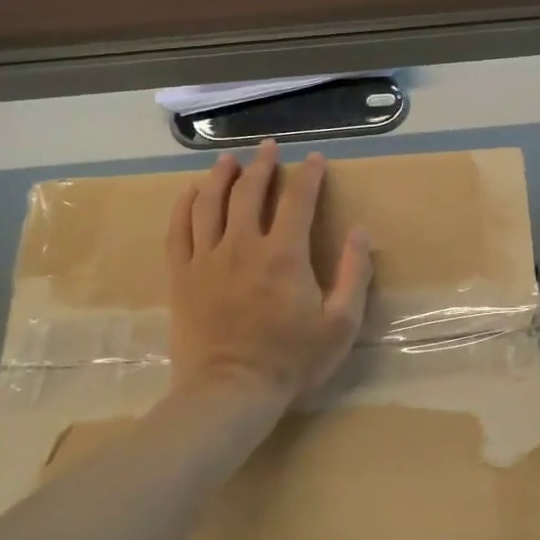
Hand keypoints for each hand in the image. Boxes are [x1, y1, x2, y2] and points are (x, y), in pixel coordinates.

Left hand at [166, 140, 373, 405]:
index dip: (309, 175)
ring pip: (210, 203)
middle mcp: (242, 246)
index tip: (316, 159)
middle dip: (262, 165)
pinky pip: (179, 230)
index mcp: (284, 255)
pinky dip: (184, 206)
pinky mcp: (182, 276)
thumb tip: (360, 231)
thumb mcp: (340, 324)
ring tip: (229, 160)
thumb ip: (354, 274)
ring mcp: (207, 259)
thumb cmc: (291, 361)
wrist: (230, 392)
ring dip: (221, 176)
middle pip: (249, 192)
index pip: (298, 200)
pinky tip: (190, 193)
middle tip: (269, 148)